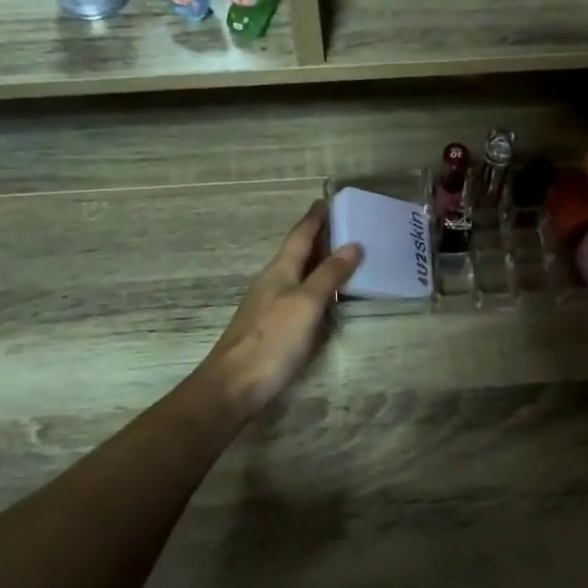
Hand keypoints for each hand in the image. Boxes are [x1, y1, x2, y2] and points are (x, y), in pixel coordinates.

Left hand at [199, 201, 363, 419]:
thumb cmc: (272, 341)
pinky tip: (326, 301)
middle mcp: (272, 284)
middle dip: (319, 239)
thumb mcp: (306, 304)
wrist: (234, 386)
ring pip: (297, 276)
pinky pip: (298, 298)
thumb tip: (353, 244)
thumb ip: (329, 275)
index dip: (315, 218)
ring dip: (318, 265)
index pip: (300, 236)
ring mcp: (268, 307)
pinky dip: (315, 290)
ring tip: (343, 259)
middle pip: (297, 254)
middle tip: (345, 227)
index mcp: (279, 271)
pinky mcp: (271, 329)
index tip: (328, 200)